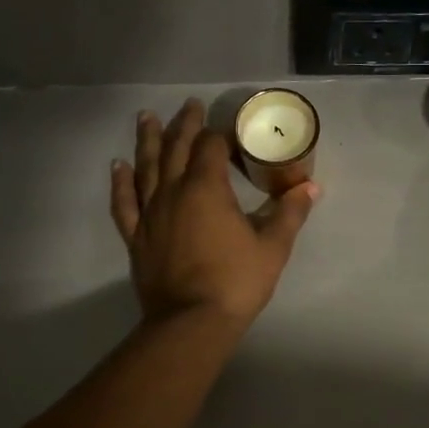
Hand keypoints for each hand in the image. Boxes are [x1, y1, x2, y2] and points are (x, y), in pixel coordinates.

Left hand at [110, 99, 319, 328]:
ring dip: (148, 140)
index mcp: (207, 187)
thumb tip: (310, 187)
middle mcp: (173, 191)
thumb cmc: (236, 281)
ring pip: (146, 167)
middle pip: (176, 148)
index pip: (211, 146)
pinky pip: (125, 202)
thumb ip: (289, 213)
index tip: (230, 126)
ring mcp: (150, 213)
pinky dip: (121, 182)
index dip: (221, 132)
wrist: (190, 322)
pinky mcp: (136, 236)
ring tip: (146, 117)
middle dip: (184, 124)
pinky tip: (118, 166)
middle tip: (189, 105)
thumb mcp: (272, 247)